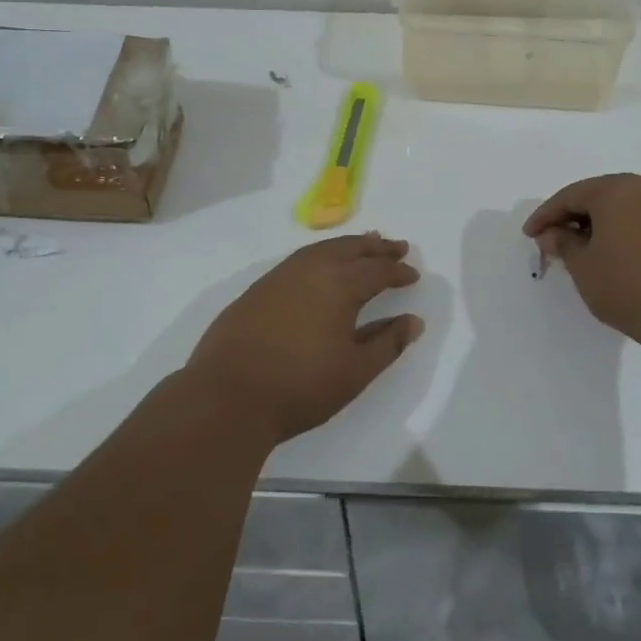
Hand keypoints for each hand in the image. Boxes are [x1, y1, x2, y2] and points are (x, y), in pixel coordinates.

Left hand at [188, 234, 424, 443]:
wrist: (227, 395)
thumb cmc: (300, 386)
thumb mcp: (354, 371)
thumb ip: (387, 343)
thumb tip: (413, 321)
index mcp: (339, 284)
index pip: (377, 270)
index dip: (398, 271)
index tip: (413, 274)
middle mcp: (310, 269)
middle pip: (350, 248)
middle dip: (376, 247)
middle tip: (397, 246)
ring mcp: (279, 276)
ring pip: (321, 249)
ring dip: (347, 246)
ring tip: (363, 247)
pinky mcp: (257, 289)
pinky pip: (299, 259)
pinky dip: (320, 255)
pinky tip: (321, 268)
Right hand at [523, 174, 640, 355]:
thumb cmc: (630, 287)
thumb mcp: (584, 267)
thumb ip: (563, 243)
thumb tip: (553, 233)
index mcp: (616, 190)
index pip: (570, 195)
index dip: (546, 215)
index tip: (529, 235)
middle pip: (598, 195)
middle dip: (572, 216)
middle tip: (553, 239)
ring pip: (623, 207)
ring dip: (599, 224)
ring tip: (581, 249)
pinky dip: (623, 231)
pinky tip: (613, 253)